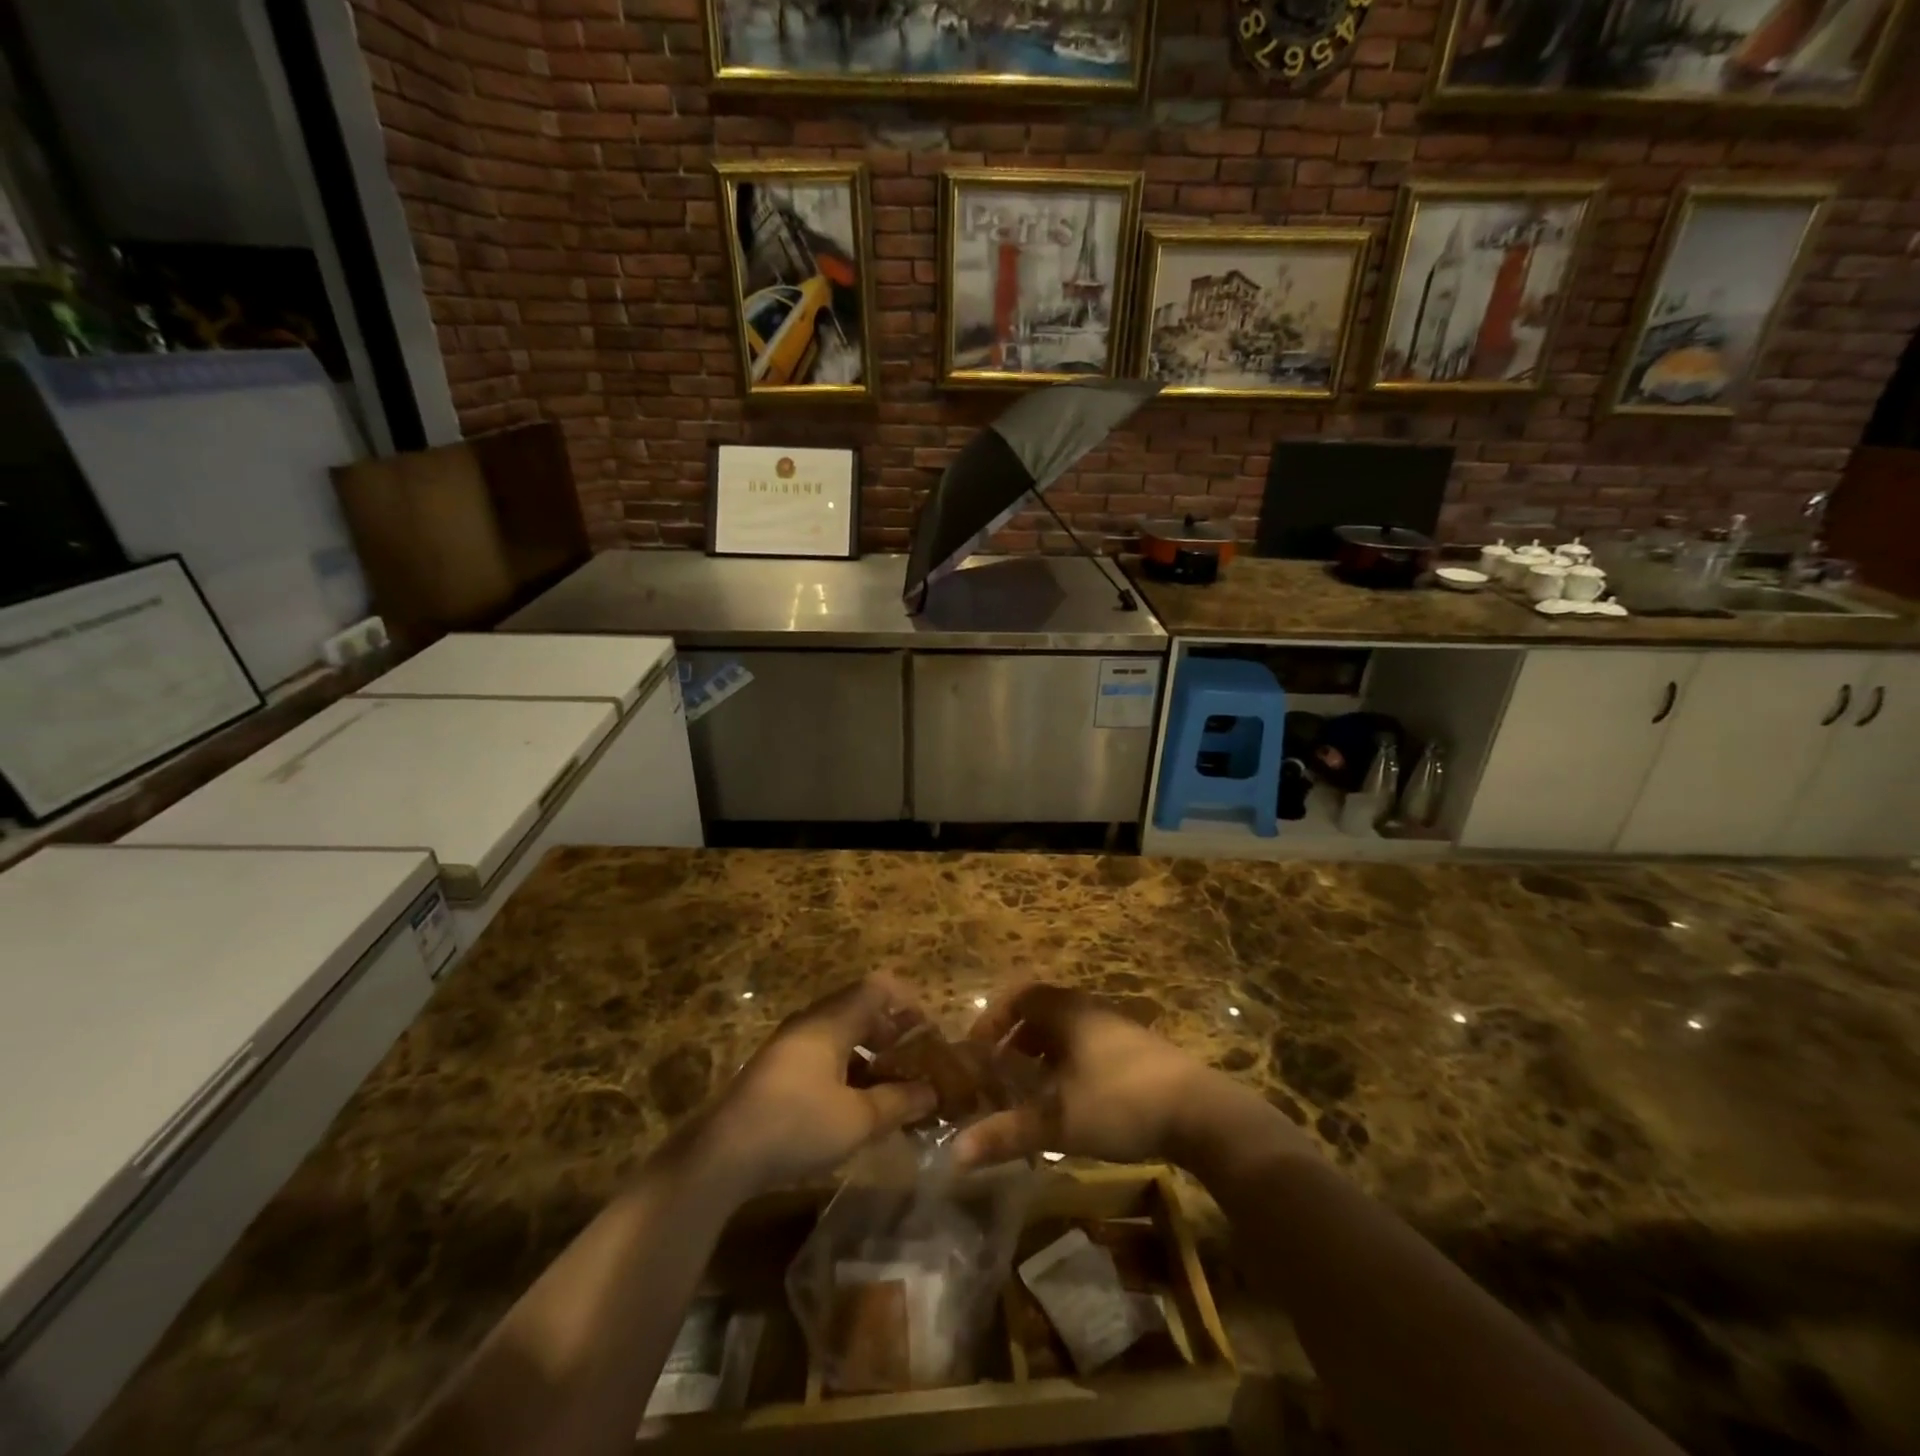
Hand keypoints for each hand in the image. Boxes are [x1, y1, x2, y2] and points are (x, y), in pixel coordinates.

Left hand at [697, 975, 937, 1198]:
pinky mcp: (777, 1070)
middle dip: (892, 1030)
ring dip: (870, 1052)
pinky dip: (848, 1067)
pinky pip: (823, 1053)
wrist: (722, 1156)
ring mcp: (789, 1045)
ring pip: (841, 1034)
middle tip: (916, 1060)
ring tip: (892, 1085)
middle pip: (859, 1009)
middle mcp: (810, 1023)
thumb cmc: (796, 1126)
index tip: (928, 1029)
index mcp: (831, 1021)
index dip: (907, 1001)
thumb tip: (931, 1092)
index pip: (876, 987)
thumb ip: (899, 1102)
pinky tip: (856, 1102)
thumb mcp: (858, 1119)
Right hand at [952, 983, 1244, 1169]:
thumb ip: (1006, 1133)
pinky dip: (1067, 1069)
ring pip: (1066, 1035)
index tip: (976, 1053)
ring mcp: (1117, 1030)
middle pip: (1041, 1015)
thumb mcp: (1057, 1122)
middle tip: (997, 1077)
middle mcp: (1089, 1011)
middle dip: (1014, 1044)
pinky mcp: (1137, 1054)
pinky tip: (1070, 1106)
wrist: (1200, 1113)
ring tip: (1029, 1095)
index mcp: (1066, 1011)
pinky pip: (1088, 1049)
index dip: (992, 1021)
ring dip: (1041, 1059)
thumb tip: (954, 1155)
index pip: (1018, 997)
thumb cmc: (1119, 1102)